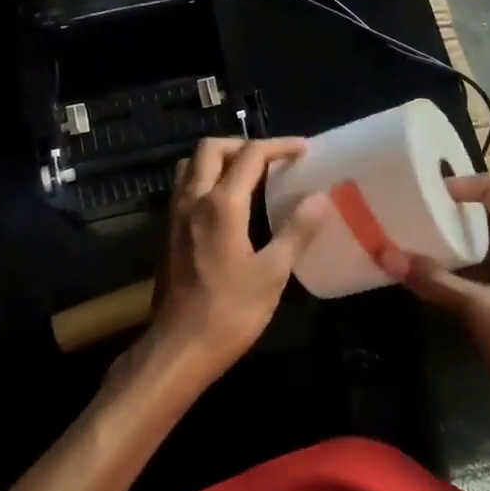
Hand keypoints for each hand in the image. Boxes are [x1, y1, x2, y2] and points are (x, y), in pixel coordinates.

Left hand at [147, 137, 332, 379]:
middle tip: (272, 158)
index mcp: (221, 204)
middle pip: (211, 149)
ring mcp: (176, 213)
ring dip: (219, 158)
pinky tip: (227, 202)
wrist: (179, 346)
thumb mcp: (272, 273)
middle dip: (243, 144)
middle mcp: (193, 198)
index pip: (250, 155)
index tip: (303, 149)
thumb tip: (320, 198)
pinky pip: (185, 186)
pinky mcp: (169, 230)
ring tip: (248, 174)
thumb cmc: (230, 312)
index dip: (279, 146)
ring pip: (192, 164)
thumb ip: (295, 231)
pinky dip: (206, 177)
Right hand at [386, 175, 489, 447]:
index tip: (424, 191)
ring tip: (422, 243)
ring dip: (462, 244)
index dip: (461, 186)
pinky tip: (445, 281)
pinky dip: (472, 269)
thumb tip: (385, 253)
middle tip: (416, 213)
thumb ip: (436, 282)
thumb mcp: (483, 312)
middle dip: (456, 214)